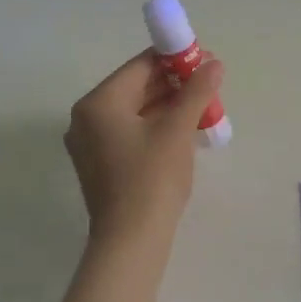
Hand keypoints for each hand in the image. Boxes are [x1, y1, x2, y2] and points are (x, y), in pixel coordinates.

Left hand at [64, 50, 224, 244]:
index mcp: (98, 102)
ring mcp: (91, 143)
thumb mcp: (177, 130)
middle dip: (174, 84)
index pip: (140, 66)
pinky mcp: (100, 164)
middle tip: (210, 84)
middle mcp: (86, 118)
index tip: (206, 60)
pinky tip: (185, 129)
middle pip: (136, 87)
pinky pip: (130, 132)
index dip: (175, 59)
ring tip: (204, 106)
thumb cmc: (152, 179)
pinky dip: (156, 126)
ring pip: (135, 111)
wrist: (131, 241)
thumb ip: (195, 91)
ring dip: (169, 105)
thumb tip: (214, 63)